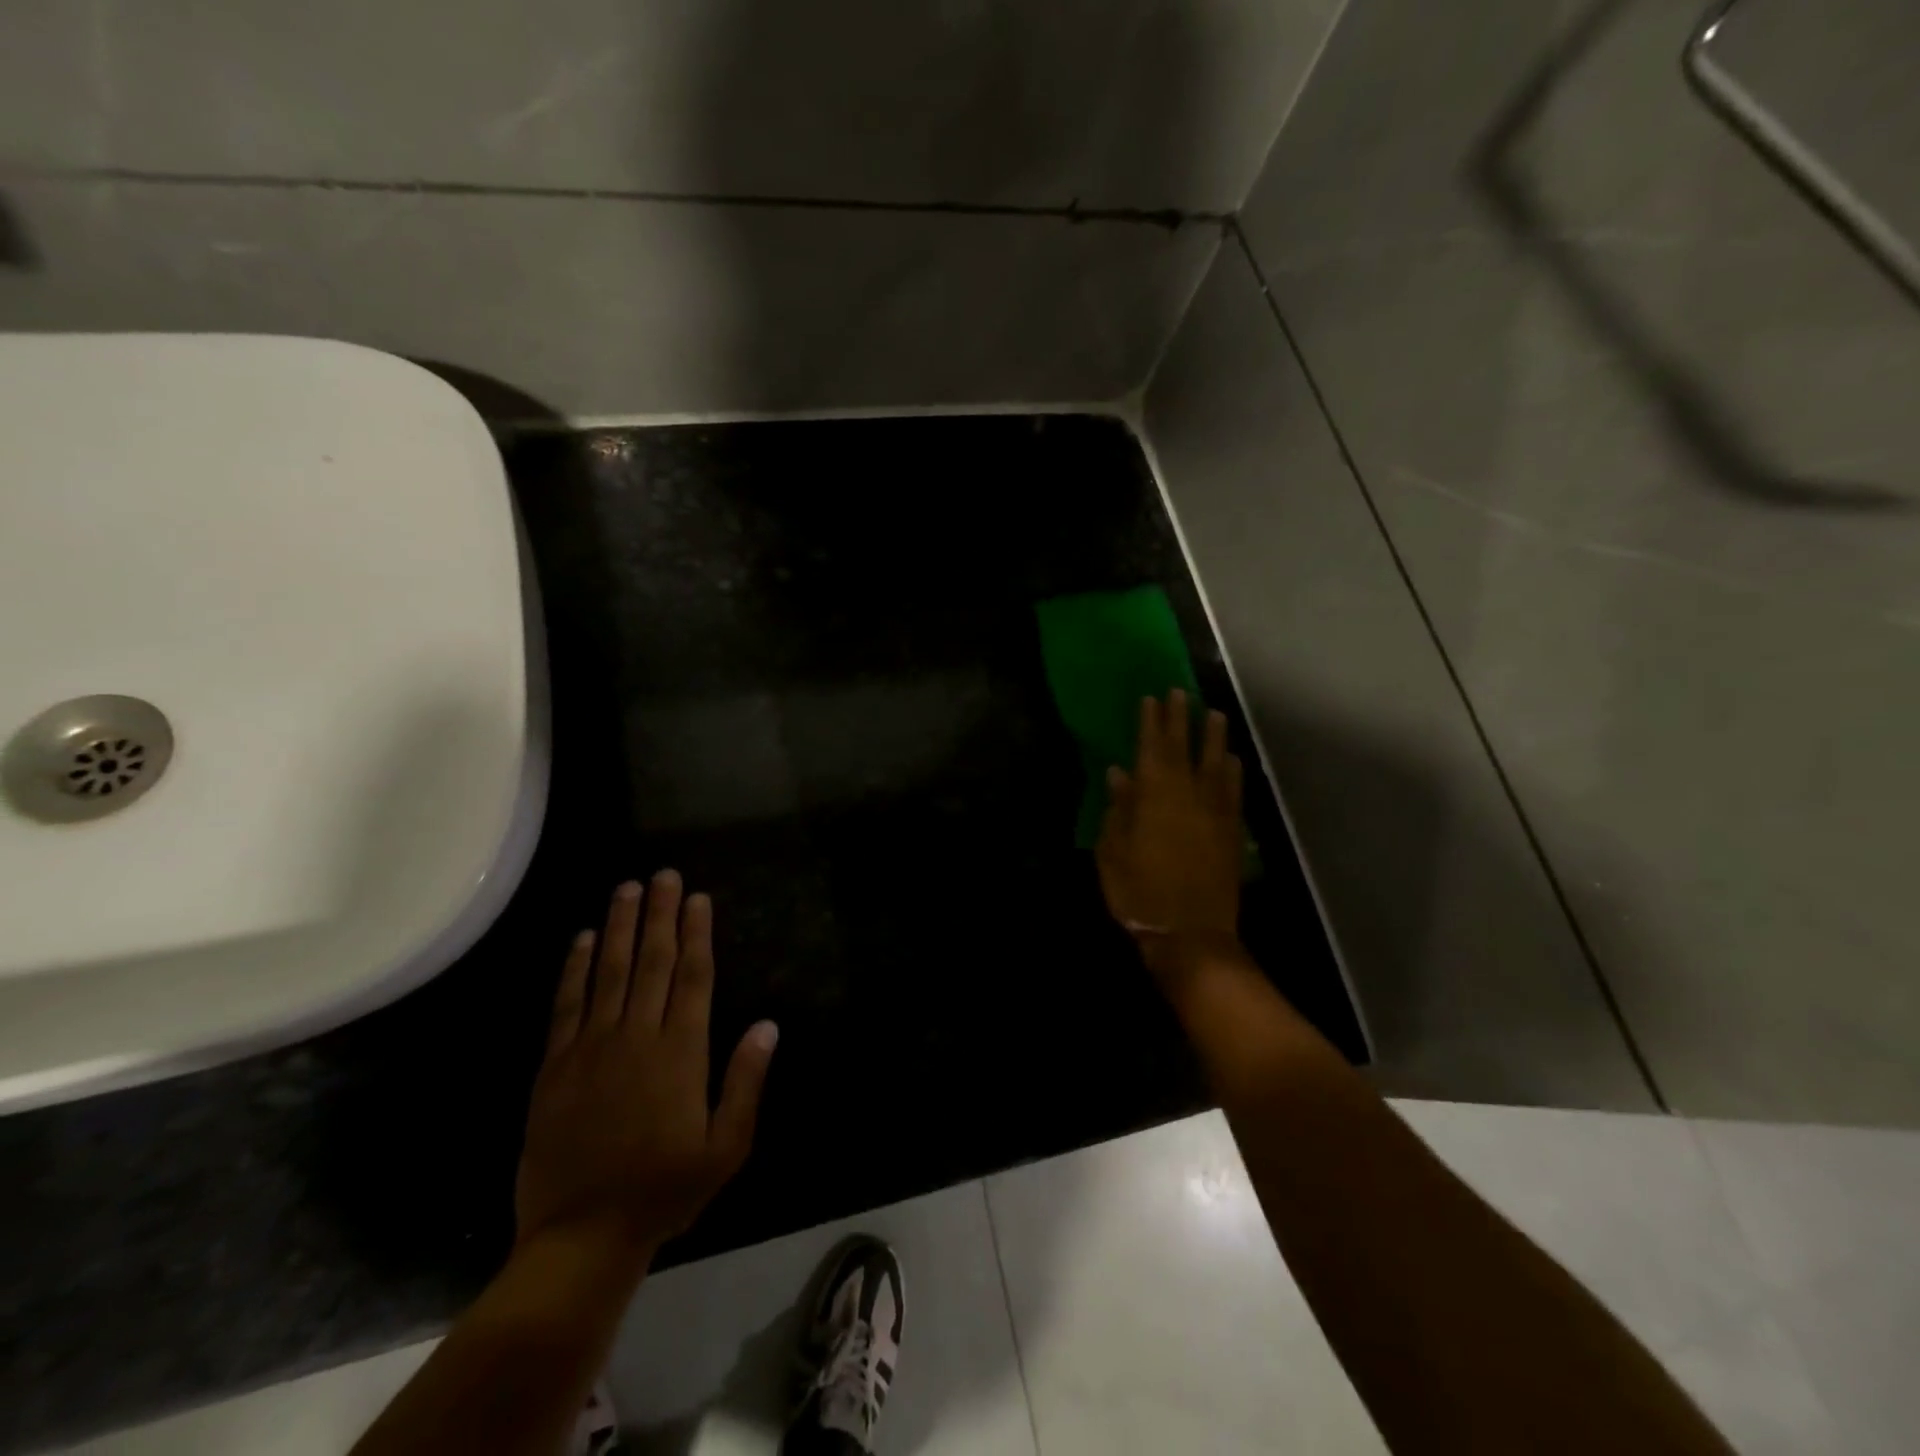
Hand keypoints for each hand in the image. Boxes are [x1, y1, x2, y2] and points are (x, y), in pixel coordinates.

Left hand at [515, 872, 778, 1263]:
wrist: (580, 1237)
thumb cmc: (664, 1190)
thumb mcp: (726, 1147)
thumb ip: (746, 1082)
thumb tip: (767, 1025)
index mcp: (680, 1053)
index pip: (692, 977)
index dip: (696, 934)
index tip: (698, 899)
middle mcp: (636, 1037)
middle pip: (651, 962)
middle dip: (660, 915)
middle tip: (664, 875)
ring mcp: (591, 1049)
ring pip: (609, 972)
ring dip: (620, 926)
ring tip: (627, 888)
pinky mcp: (555, 1067)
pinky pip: (567, 1005)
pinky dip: (575, 968)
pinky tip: (583, 938)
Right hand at [1096, 690, 1244, 965]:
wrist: (1190, 933)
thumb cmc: (1140, 892)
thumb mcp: (1113, 851)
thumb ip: (1118, 809)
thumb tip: (1119, 773)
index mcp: (1155, 796)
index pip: (1152, 747)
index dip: (1151, 721)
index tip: (1151, 698)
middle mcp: (1189, 794)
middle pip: (1185, 747)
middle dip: (1181, 719)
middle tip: (1181, 693)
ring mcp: (1215, 811)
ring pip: (1217, 763)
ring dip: (1214, 737)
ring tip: (1214, 714)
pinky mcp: (1233, 831)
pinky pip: (1234, 791)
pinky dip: (1233, 771)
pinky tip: (1233, 761)